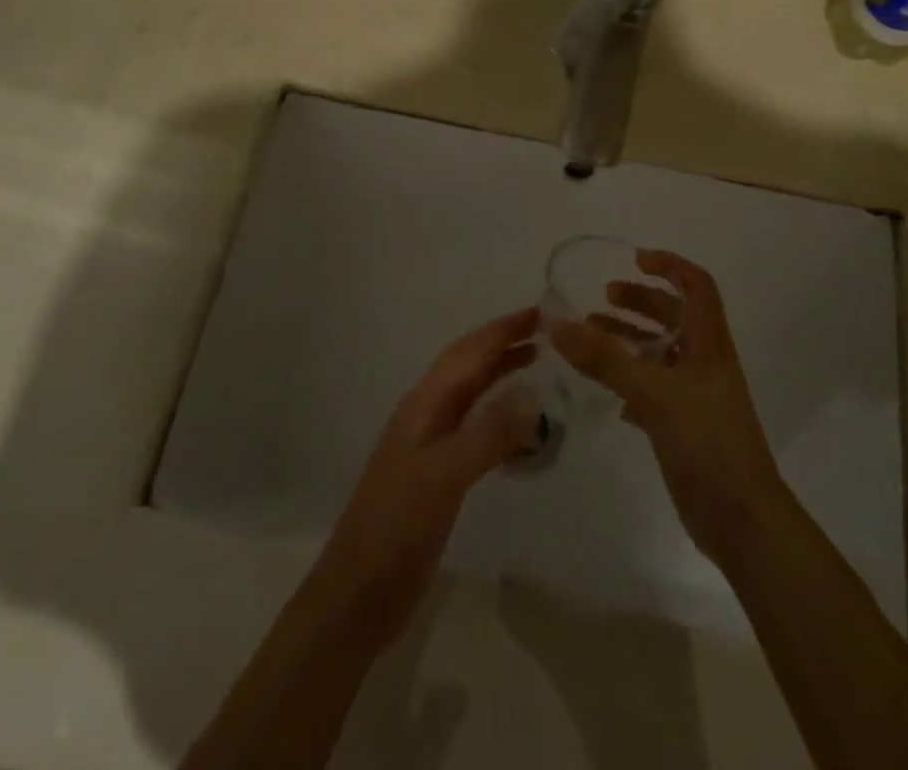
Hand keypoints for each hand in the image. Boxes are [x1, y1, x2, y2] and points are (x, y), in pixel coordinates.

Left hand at [308, 308, 539, 646]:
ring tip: (540, 366)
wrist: (358, 594)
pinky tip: (522, 429)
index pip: (468, 353)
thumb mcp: (443, 476)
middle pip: (470, 367)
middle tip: (549, 334)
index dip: (502, 330)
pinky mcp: (440, 476)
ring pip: (473, 396)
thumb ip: (488, 434)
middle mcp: (428, 415)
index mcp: (424, 404)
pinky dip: (502, 417)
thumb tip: (534, 395)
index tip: (541, 312)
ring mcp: (432, 446)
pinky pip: (477, 429)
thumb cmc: (396, 527)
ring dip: (503, 375)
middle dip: (505, 344)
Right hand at [551, 251, 785, 565]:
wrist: (741, 520)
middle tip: (603, 297)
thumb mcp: (653, 392)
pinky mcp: (682, 426)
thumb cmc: (706, 441)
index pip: (697, 286)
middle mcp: (704, 363)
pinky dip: (628, 381)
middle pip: (673, 316)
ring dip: (628, 339)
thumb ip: (605, 358)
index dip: (670, 265)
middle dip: (640, 301)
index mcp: (709, 343)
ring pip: (659, 354)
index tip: (635, 259)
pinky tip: (604, 391)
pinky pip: (651, 390)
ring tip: (590, 336)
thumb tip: (558, 324)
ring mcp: (694, 396)